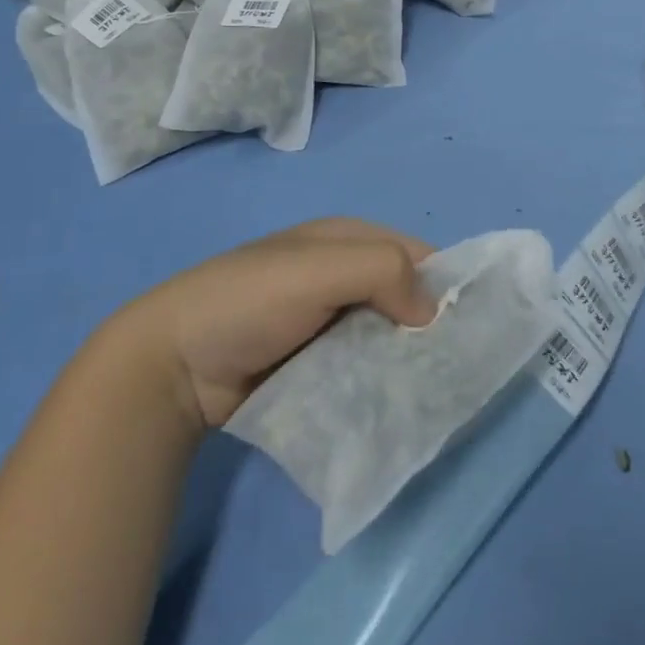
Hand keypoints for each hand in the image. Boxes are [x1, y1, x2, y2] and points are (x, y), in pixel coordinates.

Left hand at [110, 219, 437, 431]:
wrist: (173, 364)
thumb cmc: (248, 301)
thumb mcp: (316, 268)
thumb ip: (381, 271)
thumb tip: (431, 311)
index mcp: (345, 239)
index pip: (415, 252)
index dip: (445, 282)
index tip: (471, 326)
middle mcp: (342, 275)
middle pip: (405, 296)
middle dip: (429, 327)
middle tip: (455, 370)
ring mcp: (328, 322)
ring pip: (387, 336)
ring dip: (406, 360)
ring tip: (434, 395)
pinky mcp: (316, 363)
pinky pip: (363, 367)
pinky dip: (381, 382)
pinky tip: (397, 405)